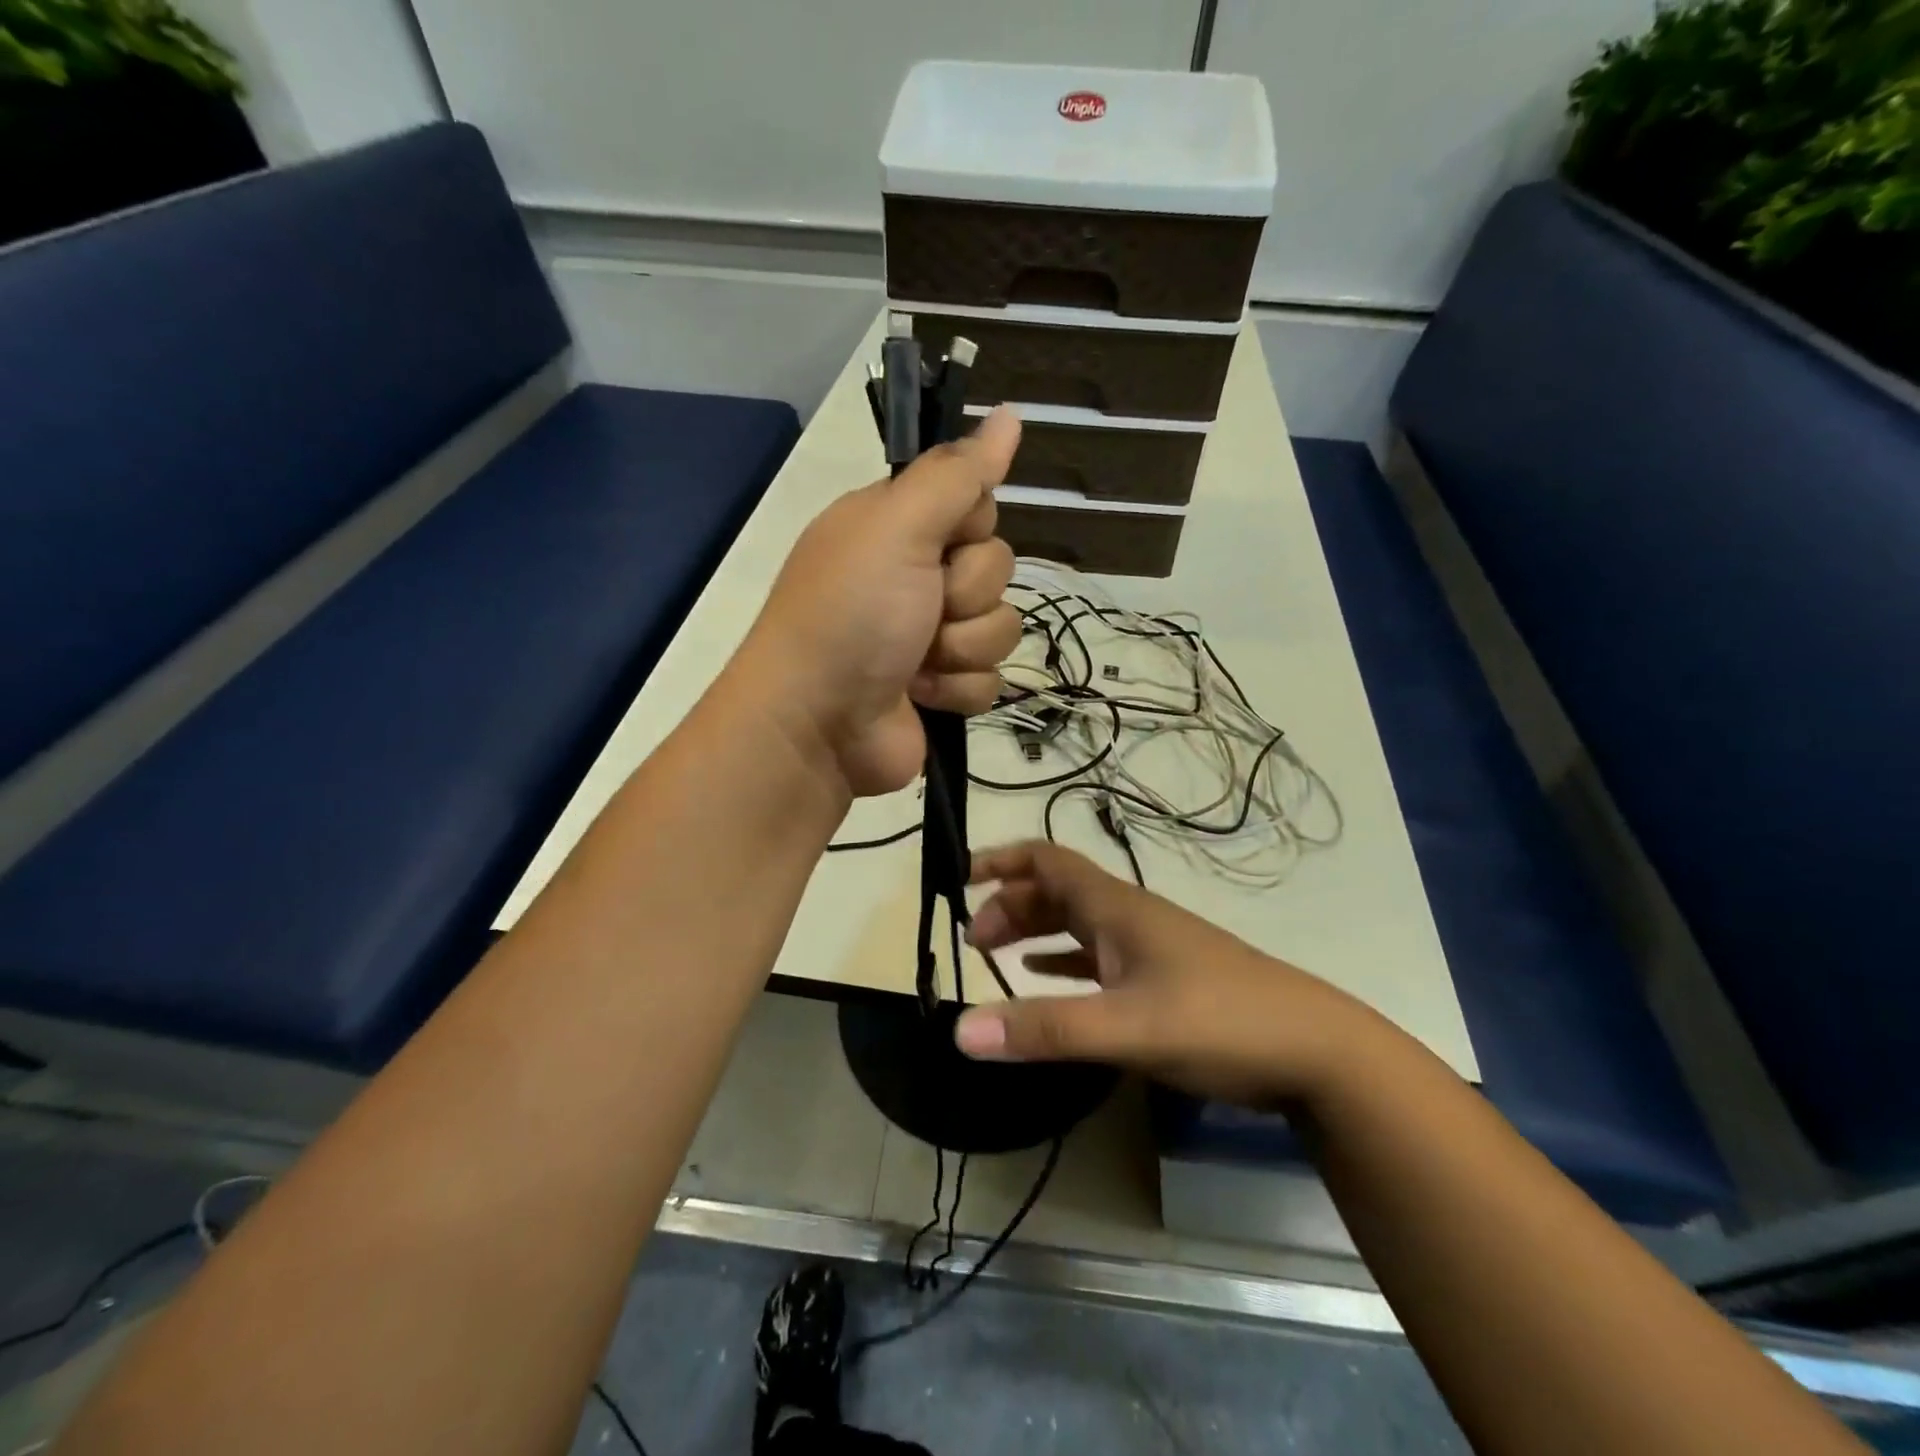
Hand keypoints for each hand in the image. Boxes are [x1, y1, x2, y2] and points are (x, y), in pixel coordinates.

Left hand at [740, 408, 1023, 797]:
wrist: (818, 725)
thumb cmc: (850, 615)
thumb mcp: (896, 527)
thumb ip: (957, 474)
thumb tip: (1009, 413)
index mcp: (896, 526)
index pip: (975, 504)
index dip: (969, 527)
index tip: (940, 544)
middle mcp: (914, 575)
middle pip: (996, 567)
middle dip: (965, 596)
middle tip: (921, 611)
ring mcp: (930, 635)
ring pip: (1001, 626)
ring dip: (962, 648)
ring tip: (915, 663)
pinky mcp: (943, 687)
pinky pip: (990, 678)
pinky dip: (958, 689)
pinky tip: (921, 696)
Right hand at [953, 842, 1388, 1107]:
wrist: (1315, 1049)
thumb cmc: (1219, 1022)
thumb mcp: (1127, 1028)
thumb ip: (1046, 1029)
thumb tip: (960, 1029)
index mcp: (1117, 908)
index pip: (1048, 861)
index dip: (1002, 861)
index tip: (960, 878)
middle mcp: (1129, 916)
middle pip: (1057, 891)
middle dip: (1011, 904)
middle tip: (975, 941)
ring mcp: (1150, 947)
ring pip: (1077, 923)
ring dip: (1035, 931)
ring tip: (997, 956)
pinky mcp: (1165, 979)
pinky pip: (1099, 958)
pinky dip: (1064, 961)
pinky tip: (1050, 982)